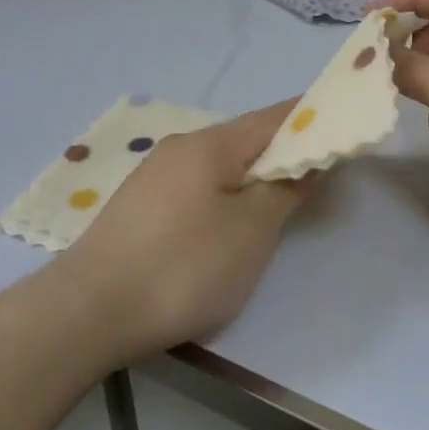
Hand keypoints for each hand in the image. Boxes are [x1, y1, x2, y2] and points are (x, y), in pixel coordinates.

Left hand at [54, 100, 309, 361]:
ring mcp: (154, 176)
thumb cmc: (183, 266)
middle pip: (245, 140)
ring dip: (251, 179)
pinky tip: (223, 228)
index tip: (340, 128)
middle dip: (282, 155)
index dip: (310, 119)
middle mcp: (180, 147)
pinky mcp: (138, 207)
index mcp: (210, 143)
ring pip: (218, 166)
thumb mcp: (251, 231)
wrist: (88, 312)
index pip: (274, 116)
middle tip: (314, 181)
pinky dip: (222, 197)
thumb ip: (285, 189)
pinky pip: (195, 188)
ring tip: (274, 209)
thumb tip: (304, 160)